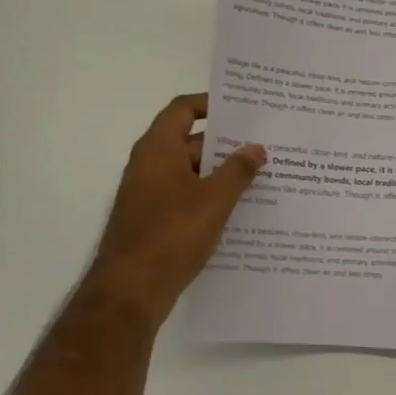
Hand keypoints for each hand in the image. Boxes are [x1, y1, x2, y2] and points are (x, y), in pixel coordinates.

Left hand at [87, 93, 264, 321]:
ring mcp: (150, 195)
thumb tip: (255, 148)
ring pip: (192, 172)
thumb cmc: (171, 234)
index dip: (210, 104)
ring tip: (262, 177)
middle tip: (265, 145)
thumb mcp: (214, 200)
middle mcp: (150, 166)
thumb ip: (238, 170)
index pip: (183, 110)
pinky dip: (211, 197)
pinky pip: (187, 197)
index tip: (243, 109)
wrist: (130, 290)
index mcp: (159, 150)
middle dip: (227, 143)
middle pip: (191, 141)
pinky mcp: (155, 220)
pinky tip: (241, 210)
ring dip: (222, 173)